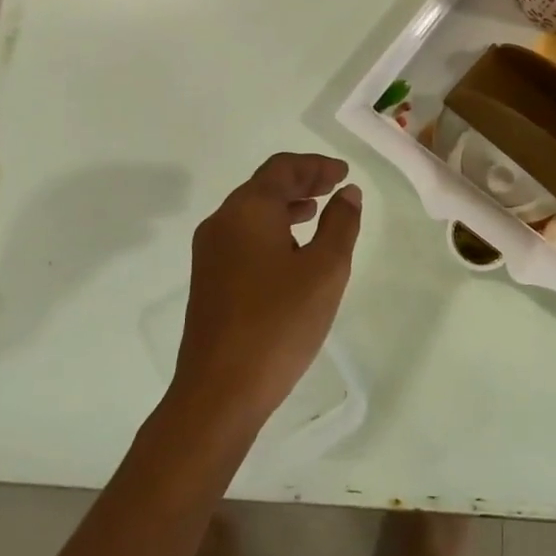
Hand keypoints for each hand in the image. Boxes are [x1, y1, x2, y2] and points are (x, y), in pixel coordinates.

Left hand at [173, 153, 362, 428]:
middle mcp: (222, 222)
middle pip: (263, 186)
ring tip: (317, 213)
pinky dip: (271, 230)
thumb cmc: (279, 323)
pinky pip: (243, 236)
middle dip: (301, 182)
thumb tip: (347, 193)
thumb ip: (340, 224)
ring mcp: (210, 252)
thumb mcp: (325, 270)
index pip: (282, 168)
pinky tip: (292, 252)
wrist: (220, 390)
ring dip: (286, 206)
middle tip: (335, 186)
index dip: (316, 165)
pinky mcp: (208, 279)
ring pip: (251, 212)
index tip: (343, 173)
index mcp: (248, 210)